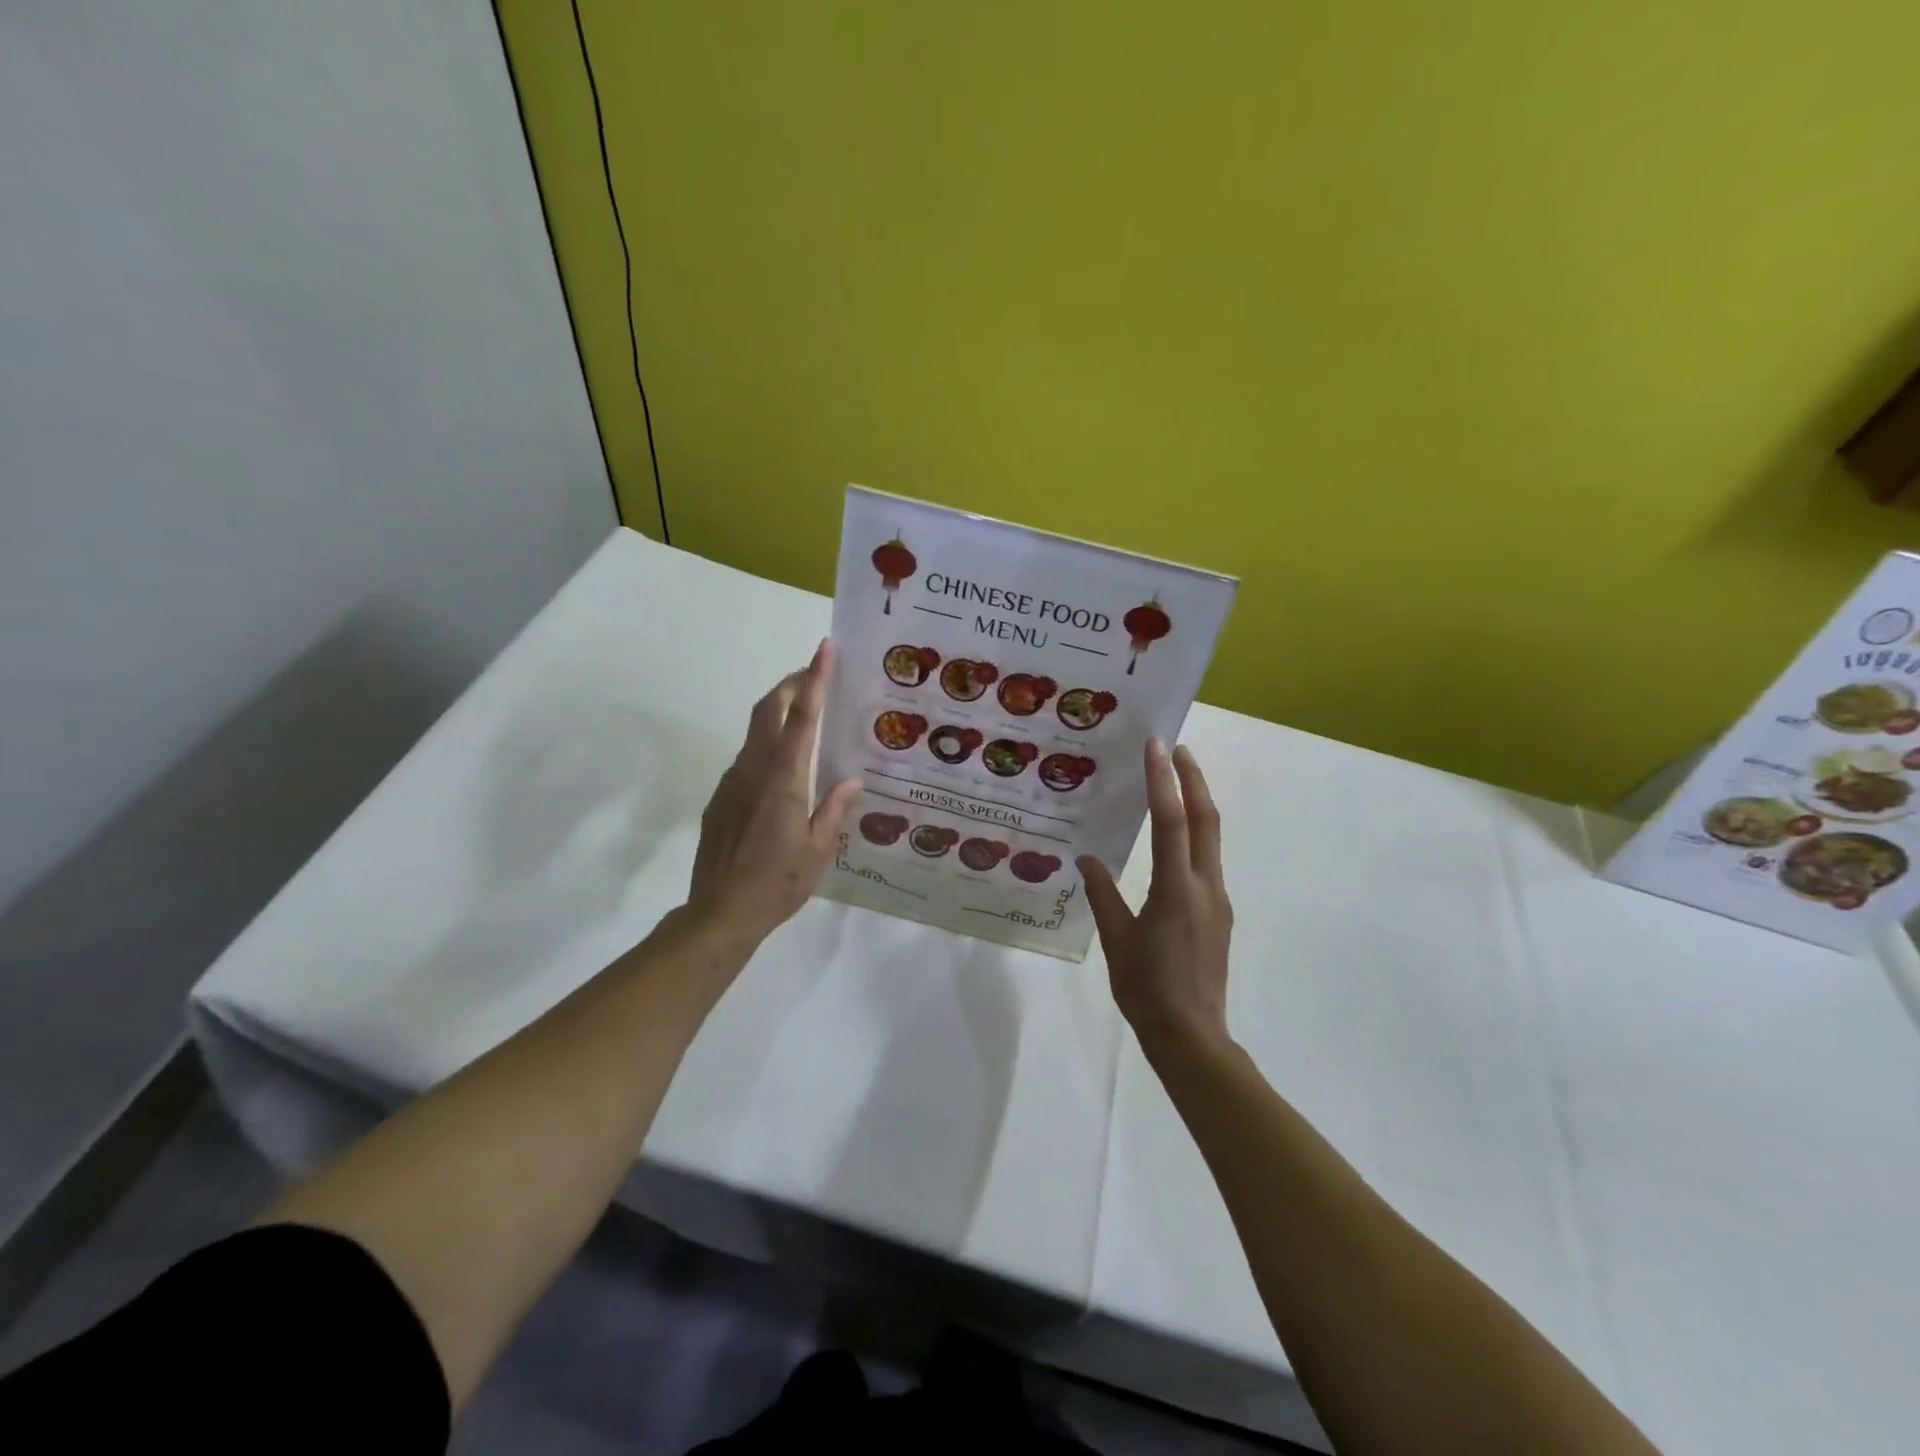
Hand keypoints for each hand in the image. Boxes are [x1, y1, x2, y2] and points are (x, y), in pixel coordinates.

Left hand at [687, 640, 861, 945]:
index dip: (813, 679)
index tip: (823, 649)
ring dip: (776, 712)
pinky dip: (766, 745)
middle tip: (814, 674)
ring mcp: (731, 782)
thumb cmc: (777, 883)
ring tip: (804, 717)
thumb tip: (851, 780)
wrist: (718, 913)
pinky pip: (746, 758)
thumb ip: (834, 810)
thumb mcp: (818, 850)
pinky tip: (783, 768)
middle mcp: (754, 771)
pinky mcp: (720, 799)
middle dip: (790, 684)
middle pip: (767, 710)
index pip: (801, 717)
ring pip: (754, 731)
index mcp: (784, 780)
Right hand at [1078, 740, 1231, 1056]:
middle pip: (1206, 820)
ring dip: (1197, 803)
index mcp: (1176, 890)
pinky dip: (1195, 834)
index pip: (1172, 822)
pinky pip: (1207, 860)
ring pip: (1211, 839)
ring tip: (1175, 781)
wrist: (1192, 1036)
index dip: (1164, 781)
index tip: (1158, 747)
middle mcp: (1204, 886)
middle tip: (1177, 748)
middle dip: (1194, 779)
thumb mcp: (1117, 941)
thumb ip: (1103, 895)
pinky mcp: (1218, 914)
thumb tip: (1087, 860)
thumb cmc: (1147, 989)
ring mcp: (1217, 900)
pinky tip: (1175, 838)